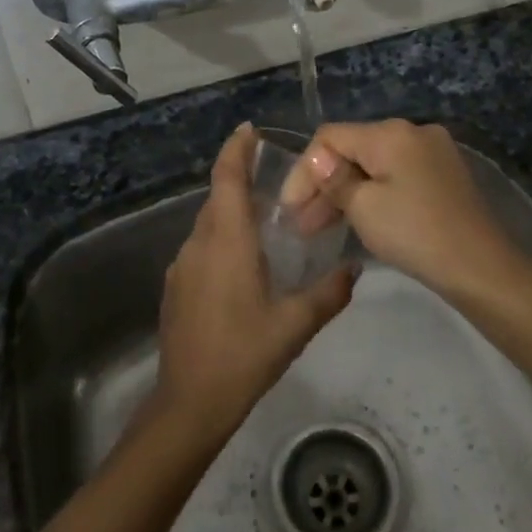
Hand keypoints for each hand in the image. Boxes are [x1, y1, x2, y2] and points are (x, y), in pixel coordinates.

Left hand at [150, 125, 354, 442]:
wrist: (189, 402)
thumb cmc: (243, 355)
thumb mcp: (295, 325)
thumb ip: (328, 293)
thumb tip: (354, 269)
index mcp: (226, 241)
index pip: (226, 179)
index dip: (235, 150)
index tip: (249, 129)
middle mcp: (199, 244)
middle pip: (217, 198)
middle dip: (240, 180)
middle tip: (275, 180)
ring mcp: (182, 266)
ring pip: (208, 224)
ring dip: (232, 213)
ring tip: (266, 221)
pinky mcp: (176, 288)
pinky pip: (201, 247)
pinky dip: (222, 239)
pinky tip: (244, 263)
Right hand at [282, 120, 527, 301]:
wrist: (481, 268)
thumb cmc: (415, 234)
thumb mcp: (364, 208)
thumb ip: (334, 179)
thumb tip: (317, 159)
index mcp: (391, 132)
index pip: (330, 137)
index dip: (304, 170)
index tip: (289, 209)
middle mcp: (413, 131)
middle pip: (353, 149)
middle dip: (324, 184)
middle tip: (301, 224)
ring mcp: (433, 152)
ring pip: (374, 165)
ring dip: (346, 191)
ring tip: (322, 227)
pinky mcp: (444, 175)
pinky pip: (396, 175)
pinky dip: (373, 193)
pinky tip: (358, 218)